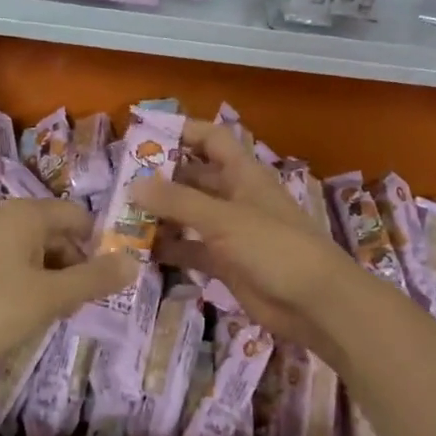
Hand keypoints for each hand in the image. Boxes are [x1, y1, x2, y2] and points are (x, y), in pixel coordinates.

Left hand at [0, 199, 135, 374]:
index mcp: (26, 214)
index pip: (76, 216)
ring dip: (49, 274)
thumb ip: (94, 279)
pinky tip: (22, 309)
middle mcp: (2, 215)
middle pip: (53, 231)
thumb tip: (133, 263)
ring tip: (54, 310)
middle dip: (72, 263)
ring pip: (30, 248)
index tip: (105, 278)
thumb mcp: (52, 296)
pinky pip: (7, 259)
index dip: (97, 245)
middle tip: (80, 301)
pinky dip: (24, 278)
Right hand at [134, 119, 359, 352]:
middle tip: (119, 183)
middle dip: (160, 178)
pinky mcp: (226, 263)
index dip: (182, 131)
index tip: (144, 134)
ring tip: (120, 218)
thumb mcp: (224, 219)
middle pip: (193, 177)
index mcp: (242, 173)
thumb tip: (133, 185)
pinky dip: (169, 248)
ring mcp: (230, 232)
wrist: (316, 304)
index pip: (210, 138)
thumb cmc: (275, 247)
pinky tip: (139, 252)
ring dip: (160, 216)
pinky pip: (191, 249)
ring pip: (188, 215)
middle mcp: (235, 197)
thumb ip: (178, 202)